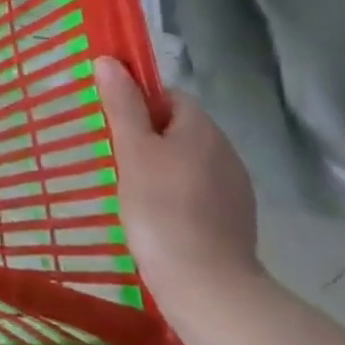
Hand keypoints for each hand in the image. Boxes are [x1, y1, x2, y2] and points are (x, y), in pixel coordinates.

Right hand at [94, 57, 261, 302]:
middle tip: (117, 158)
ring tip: (133, 190)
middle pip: (181, 128)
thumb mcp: (132, 150)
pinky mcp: (234, 219)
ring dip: (163, 166)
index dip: (140, 103)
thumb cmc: (160, 207)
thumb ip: (122, 104)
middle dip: (149, 136)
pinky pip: (199, 190)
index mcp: (202, 129)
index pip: (170, 97)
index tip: (115, 125)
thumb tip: (110, 61)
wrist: (205, 283)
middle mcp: (226, 151)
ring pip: (190, 161)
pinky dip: (177, 194)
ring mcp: (234, 188)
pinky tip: (157, 215)